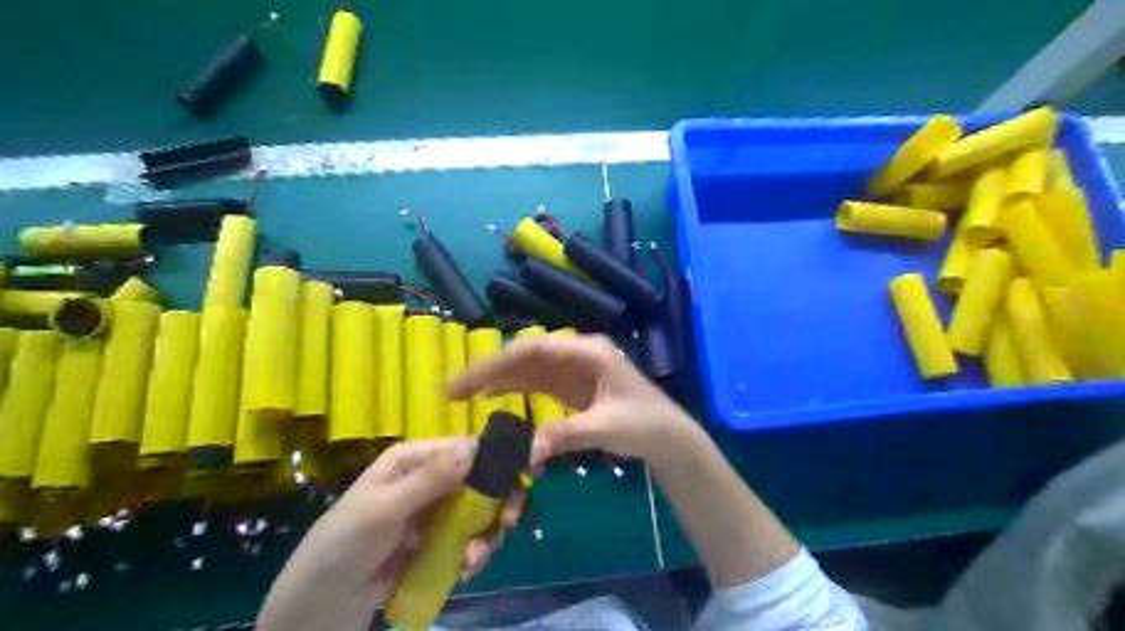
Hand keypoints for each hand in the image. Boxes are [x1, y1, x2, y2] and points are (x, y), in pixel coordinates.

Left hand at [256, 439, 526, 630]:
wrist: (320, 605)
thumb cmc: (345, 544)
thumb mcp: (385, 509)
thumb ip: (430, 479)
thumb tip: (473, 446)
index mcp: (414, 459)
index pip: (465, 448)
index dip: (497, 458)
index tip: (530, 471)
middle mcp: (430, 479)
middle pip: (481, 480)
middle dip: (498, 501)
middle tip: (507, 523)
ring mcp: (435, 512)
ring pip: (480, 511)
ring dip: (487, 533)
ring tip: (475, 559)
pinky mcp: (438, 541)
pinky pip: (470, 538)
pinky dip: (475, 552)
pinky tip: (467, 569)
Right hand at [451, 334, 701, 470]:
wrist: (669, 438)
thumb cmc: (646, 425)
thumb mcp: (607, 428)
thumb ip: (567, 435)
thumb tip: (525, 452)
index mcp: (588, 351)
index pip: (534, 349)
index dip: (497, 363)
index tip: (466, 382)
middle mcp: (577, 353)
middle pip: (525, 355)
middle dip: (489, 370)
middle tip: (453, 390)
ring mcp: (574, 369)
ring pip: (528, 368)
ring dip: (497, 378)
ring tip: (462, 393)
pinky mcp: (572, 386)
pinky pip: (537, 382)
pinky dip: (514, 388)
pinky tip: (492, 396)